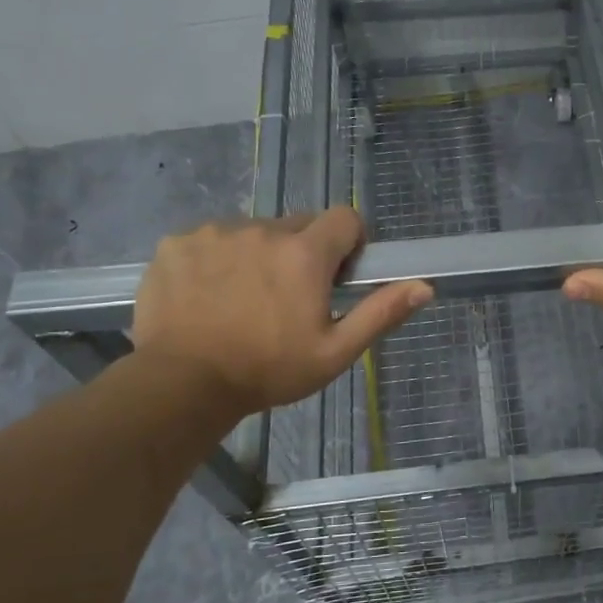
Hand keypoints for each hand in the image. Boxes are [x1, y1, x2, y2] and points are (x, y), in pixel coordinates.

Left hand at [133, 209, 431, 415]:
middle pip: (298, 225)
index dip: (349, 243)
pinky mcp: (177, 243)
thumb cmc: (268, 370)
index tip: (337, 276)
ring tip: (244, 300)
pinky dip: (217, 260)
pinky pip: (211, 240)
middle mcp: (262, 230)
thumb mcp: (335, 352)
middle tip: (290, 298)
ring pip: (253, 232)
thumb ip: (381, 313)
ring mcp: (214, 233)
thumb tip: (425, 286)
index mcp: (304, 253)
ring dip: (259, 255)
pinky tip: (208, 296)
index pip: (344, 218)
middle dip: (303, 253)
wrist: (182, 384)